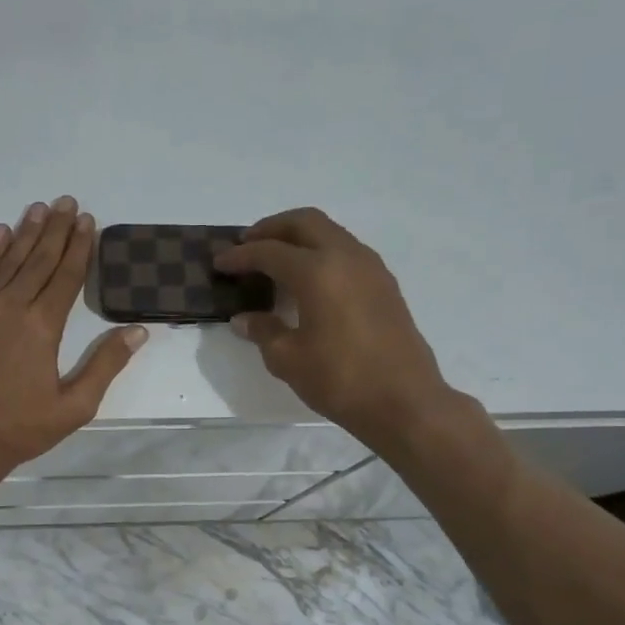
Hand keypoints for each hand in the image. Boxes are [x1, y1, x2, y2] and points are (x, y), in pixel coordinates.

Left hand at [0, 196, 147, 488]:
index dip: (80, 247)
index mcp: (42, 328)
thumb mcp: (73, 407)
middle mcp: (11, 308)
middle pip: (38, 260)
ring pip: (8, 261)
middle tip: (68, 201)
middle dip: (56, 230)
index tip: (88, 220)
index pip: (66, 277)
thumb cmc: (19, 430)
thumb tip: (137, 331)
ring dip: (26, 233)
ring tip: (40, 208)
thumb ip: (105, 366)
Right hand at [215, 207, 452, 447]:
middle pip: (304, 223)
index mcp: (317, 271)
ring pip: (329, 232)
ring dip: (299, 238)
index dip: (240, 256)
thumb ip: (263, 331)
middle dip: (271, 229)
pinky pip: (346, 251)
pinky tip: (310, 279)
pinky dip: (321, 252)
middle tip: (247, 244)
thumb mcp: (288, 359)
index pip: (269, 252)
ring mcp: (370, 268)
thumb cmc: (340, 380)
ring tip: (277, 259)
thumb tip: (245, 319)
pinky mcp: (384, 284)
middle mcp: (345, 257)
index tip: (220, 263)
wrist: (404, 401)